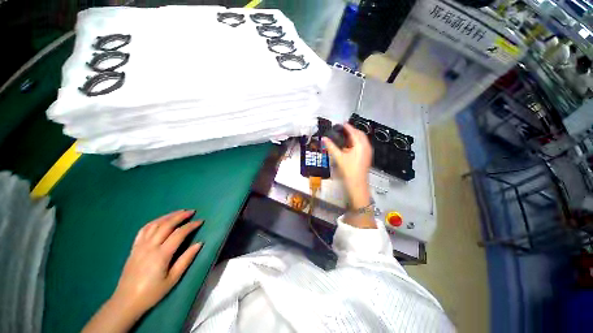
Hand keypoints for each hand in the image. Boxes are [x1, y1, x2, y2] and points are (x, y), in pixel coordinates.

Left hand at [83, 210, 202, 332]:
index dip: (191, 225)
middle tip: (192, 211)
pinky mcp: (134, 248)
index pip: (179, 234)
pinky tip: (161, 220)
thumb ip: (186, 260)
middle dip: (180, 216)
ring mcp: (140, 246)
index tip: (200, 221)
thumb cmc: (152, 292)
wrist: (126, 301)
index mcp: (161, 255)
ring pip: (155, 224)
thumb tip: (200, 244)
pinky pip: (144, 230)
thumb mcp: (172, 279)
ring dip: (168, 216)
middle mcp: (150, 246)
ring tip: (179, 212)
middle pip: (166, 225)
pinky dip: (154, 222)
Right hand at [323, 123, 372, 209]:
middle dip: (352, 130)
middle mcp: (366, 146)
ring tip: (346, 136)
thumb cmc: (348, 170)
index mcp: (360, 144)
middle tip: (343, 129)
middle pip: (360, 134)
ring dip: (355, 136)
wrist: (357, 183)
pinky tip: (350, 145)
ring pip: (362, 140)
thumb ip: (331, 146)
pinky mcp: (367, 156)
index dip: (348, 127)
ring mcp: (368, 151)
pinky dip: (357, 142)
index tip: (342, 123)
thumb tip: (324, 138)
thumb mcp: (339, 157)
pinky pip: (363, 145)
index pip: (354, 132)